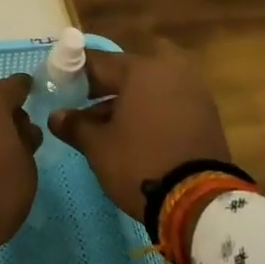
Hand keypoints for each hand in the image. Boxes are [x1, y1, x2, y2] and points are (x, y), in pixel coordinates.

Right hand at [47, 42, 229, 220]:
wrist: (200, 202)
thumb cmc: (140, 163)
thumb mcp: (98, 147)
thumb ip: (75, 125)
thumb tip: (56, 116)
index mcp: (140, 70)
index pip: (99, 61)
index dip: (75, 73)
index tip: (61, 86)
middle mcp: (170, 70)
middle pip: (131, 67)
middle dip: (111, 80)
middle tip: (92, 100)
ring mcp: (194, 91)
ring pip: (154, 82)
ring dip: (133, 95)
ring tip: (112, 123)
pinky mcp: (208, 114)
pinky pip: (172, 99)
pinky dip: (155, 108)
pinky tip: (139, 132)